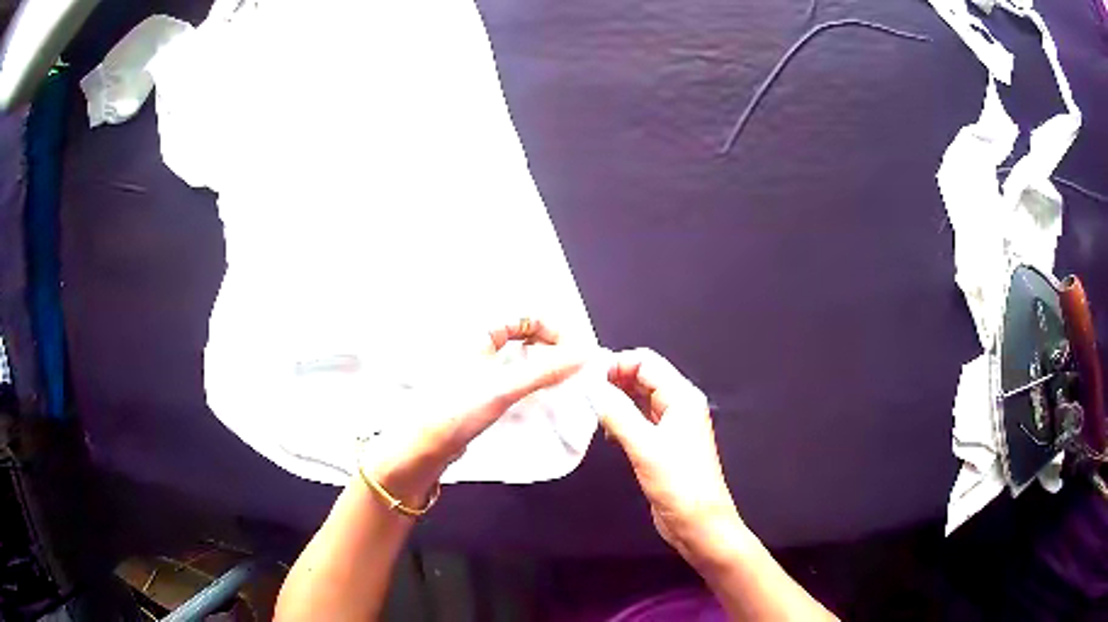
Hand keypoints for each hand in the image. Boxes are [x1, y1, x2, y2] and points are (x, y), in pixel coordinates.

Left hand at [362, 319, 585, 507]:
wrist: (423, 446)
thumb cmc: (454, 410)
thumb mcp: (503, 388)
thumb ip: (544, 371)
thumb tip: (582, 355)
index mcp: (477, 333)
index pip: (524, 317)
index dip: (551, 330)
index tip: (571, 353)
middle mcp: (476, 346)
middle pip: (522, 336)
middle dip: (549, 348)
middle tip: (569, 367)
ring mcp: (476, 369)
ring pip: (516, 358)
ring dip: (540, 367)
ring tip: (559, 383)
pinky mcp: (477, 392)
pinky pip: (510, 378)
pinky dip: (528, 383)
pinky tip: (538, 397)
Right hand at [593, 348, 743, 564]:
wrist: (699, 523)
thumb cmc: (679, 484)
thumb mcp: (645, 447)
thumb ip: (617, 413)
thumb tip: (591, 387)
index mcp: (682, 397)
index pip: (646, 362)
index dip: (616, 364)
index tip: (585, 377)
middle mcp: (679, 405)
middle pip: (643, 377)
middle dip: (614, 380)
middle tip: (582, 393)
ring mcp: (672, 425)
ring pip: (640, 399)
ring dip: (616, 401)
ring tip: (589, 411)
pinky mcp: (664, 444)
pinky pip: (640, 420)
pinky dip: (622, 420)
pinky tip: (607, 431)